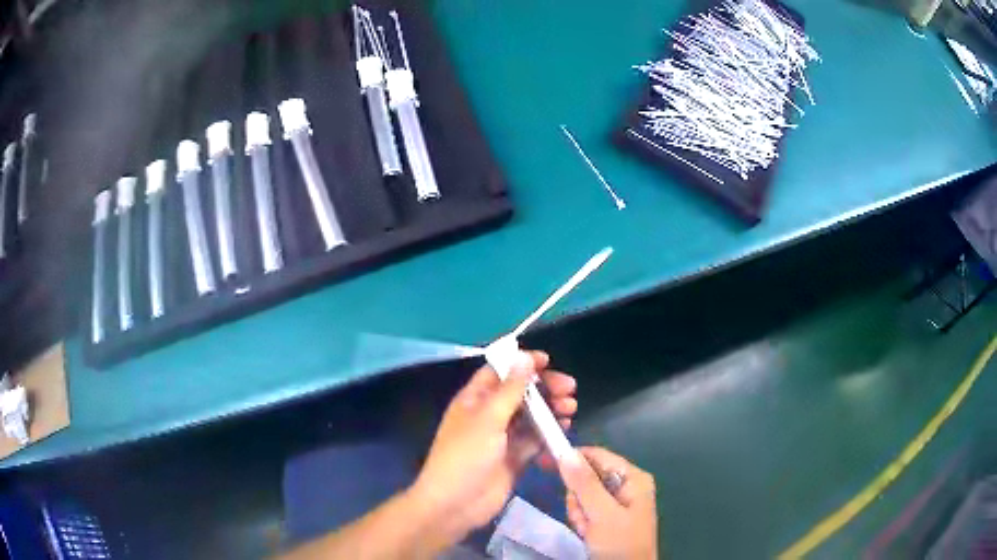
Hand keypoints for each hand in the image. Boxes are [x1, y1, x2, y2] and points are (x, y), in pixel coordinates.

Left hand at [408, 351, 577, 543]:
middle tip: (570, 389)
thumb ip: (510, 389)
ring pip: (531, 416)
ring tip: (571, 408)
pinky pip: (535, 439)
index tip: (548, 361)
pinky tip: (565, 428)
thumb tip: (524, 357)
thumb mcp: (488, 419)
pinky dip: (549, 432)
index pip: (499, 372)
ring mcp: (503, 438)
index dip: (521, 364)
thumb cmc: (466, 456)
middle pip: (520, 393)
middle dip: (544, 388)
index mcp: (475, 400)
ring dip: (551, 409)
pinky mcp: (515, 457)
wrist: (456, 504)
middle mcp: (489, 415)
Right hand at [559, 446, 657, 559]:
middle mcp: (627, 486)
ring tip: (587, 529)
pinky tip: (588, 534)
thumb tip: (566, 452)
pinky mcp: (609, 518)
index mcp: (633, 478)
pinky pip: (587, 511)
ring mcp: (618, 503)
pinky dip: (582, 522)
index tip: (547, 463)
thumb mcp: (601, 513)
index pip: (598, 456)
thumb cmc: (620, 542)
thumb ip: (584, 483)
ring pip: (584, 496)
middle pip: (588, 477)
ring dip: (579, 512)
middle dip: (579, 497)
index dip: (573, 458)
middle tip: (582, 515)